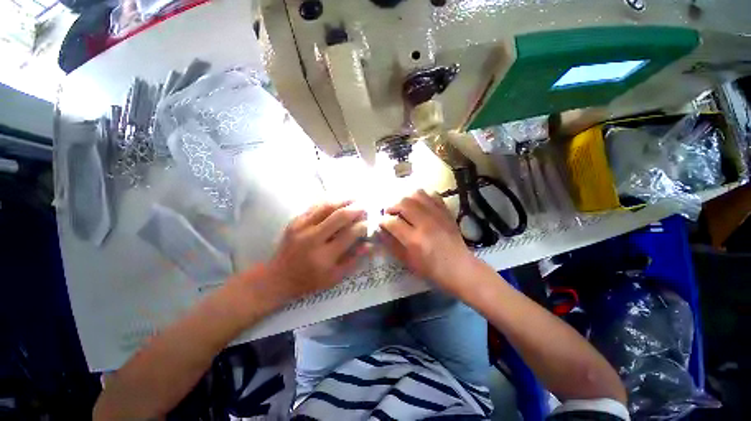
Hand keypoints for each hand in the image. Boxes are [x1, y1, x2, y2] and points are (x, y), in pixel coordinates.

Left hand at [261, 201, 368, 305]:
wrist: (277, 277)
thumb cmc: (309, 280)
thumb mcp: (334, 277)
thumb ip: (354, 260)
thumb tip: (370, 245)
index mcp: (324, 256)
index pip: (349, 234)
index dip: (363, 226)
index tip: (370, 223)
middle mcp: (312, 238)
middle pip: (339, 216)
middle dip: (356, 209)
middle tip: (365, 207)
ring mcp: (301, 227)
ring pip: (326, 206)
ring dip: (344, 200)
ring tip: (355, 198)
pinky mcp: (294, 221)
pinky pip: (314, 206)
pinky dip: (329, 201)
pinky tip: (338, 201)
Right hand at [379, 190, 477, 295]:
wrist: (459, 267)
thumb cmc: (431, 269)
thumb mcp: (408, 261)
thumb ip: (392, 245)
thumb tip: (381, 231)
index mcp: (414, 240)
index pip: (392, 222)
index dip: (383, 221)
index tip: (381, 223)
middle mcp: (425, 223)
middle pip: (403, 203)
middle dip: (392, 206)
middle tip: (390, 213)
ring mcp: (437, 215)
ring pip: (417, 194)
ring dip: (406, 199)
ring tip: (403, 207)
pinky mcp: (446, 212)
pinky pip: (432, 195)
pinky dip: (422, 197)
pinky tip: (419, 204)